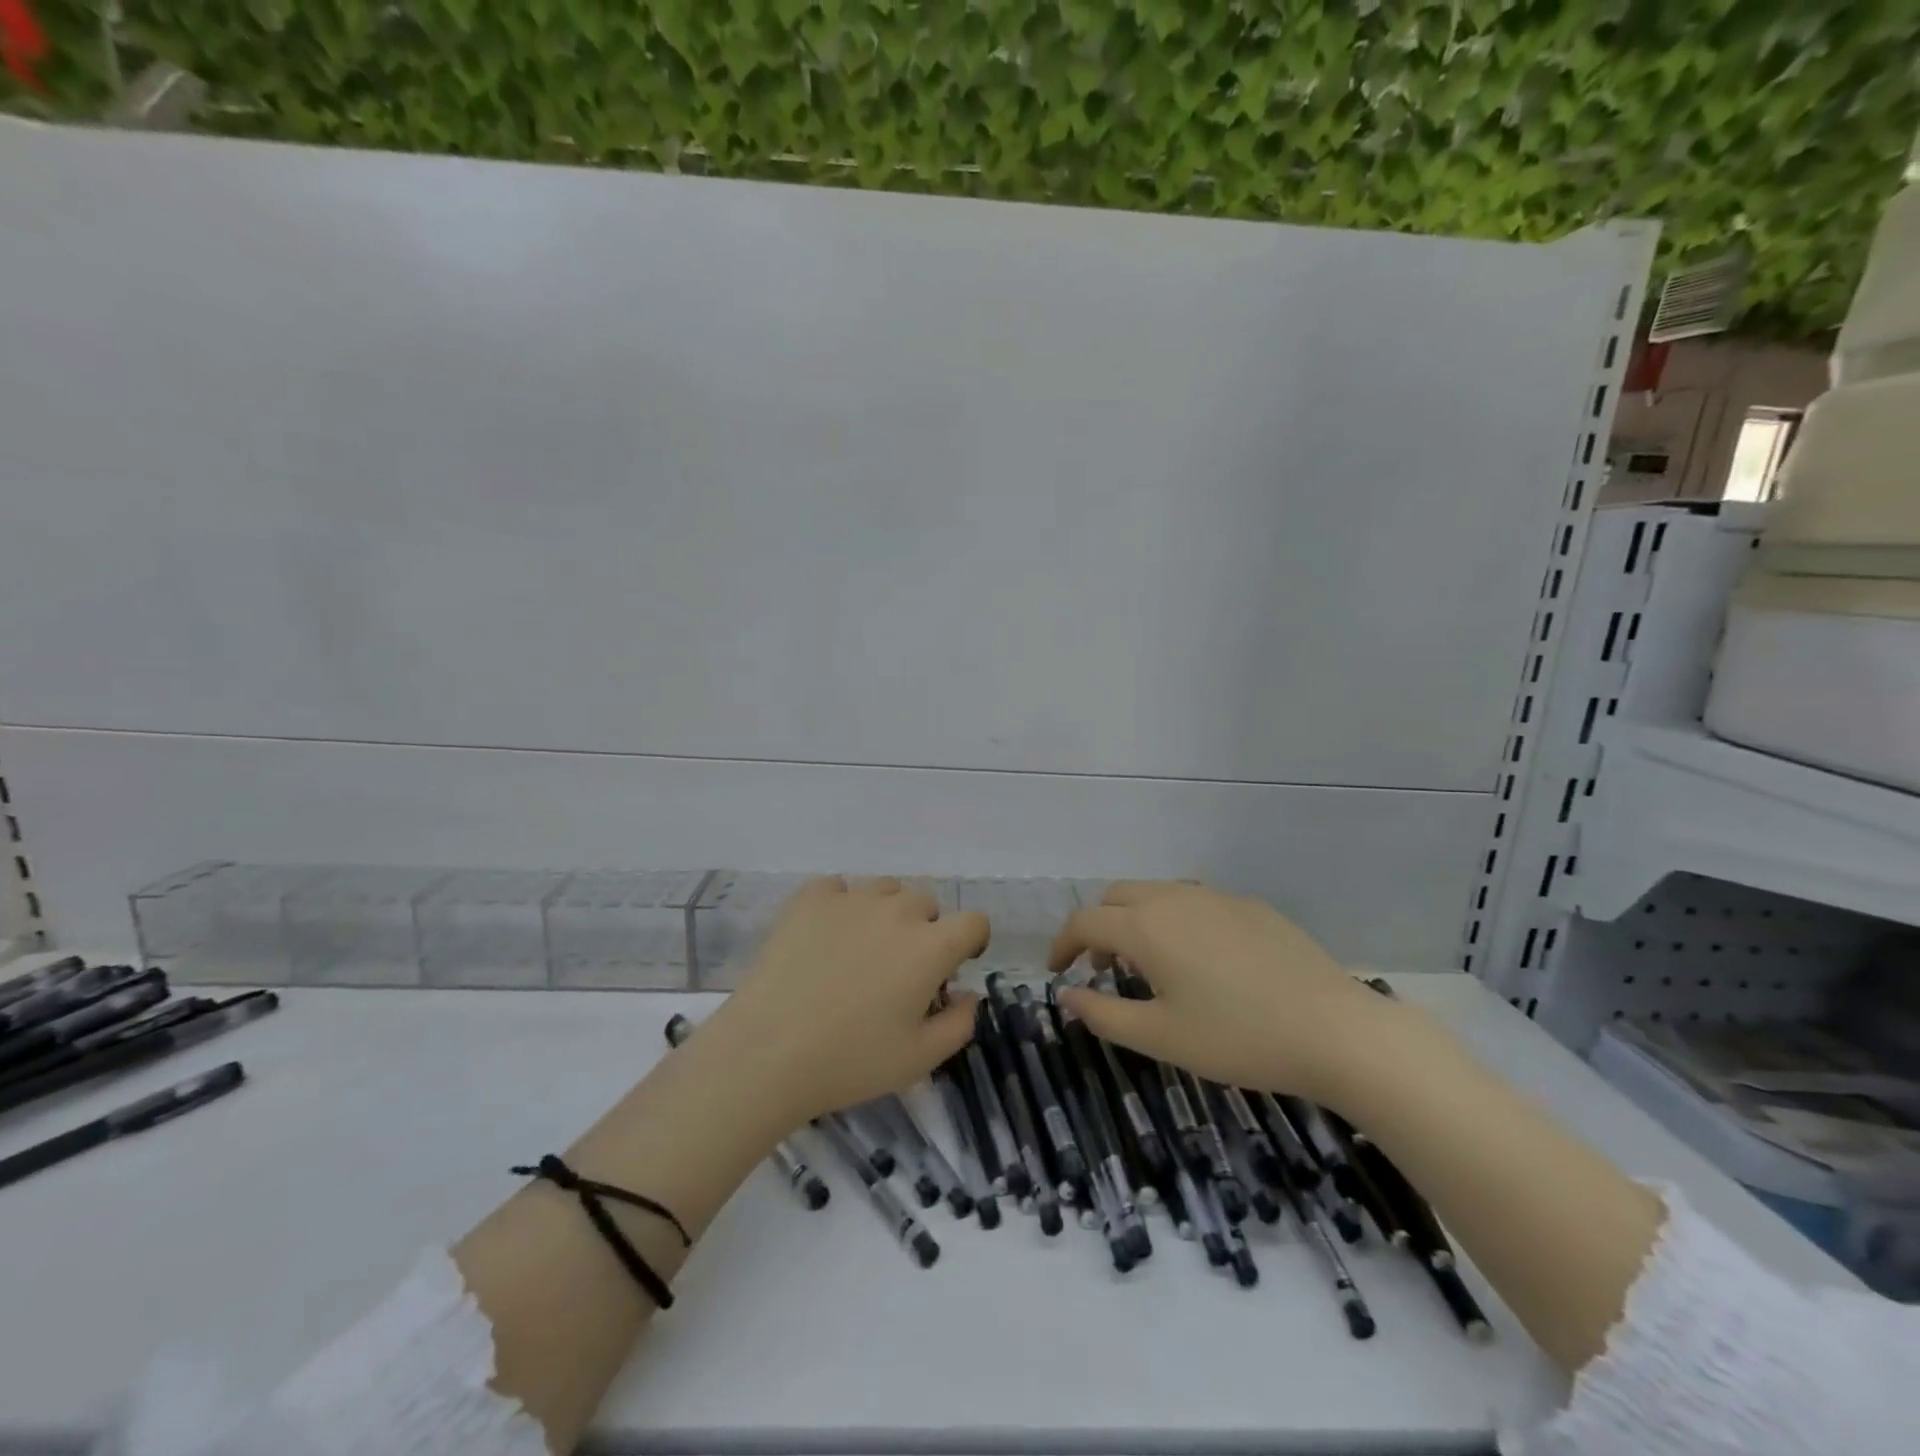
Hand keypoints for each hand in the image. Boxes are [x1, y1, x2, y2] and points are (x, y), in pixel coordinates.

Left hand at [703, 876, 988, 1127]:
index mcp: (930, 947)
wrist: (768, 1052)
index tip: (954, 966)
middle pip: (926, 902)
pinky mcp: (810, 899)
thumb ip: (959, 1023)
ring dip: (886, 913)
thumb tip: (968, 994)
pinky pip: (838, 888)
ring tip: (861, 950)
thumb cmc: (851, 1061)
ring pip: (885, 890)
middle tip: (900, 969)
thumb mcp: (920, 1059)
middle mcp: (896, 911)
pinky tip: (825, 936)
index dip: (971, 941)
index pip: (974, 921)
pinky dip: (840, 905)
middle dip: (925, 930)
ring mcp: (851, 899)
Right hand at [1047, 881, 1385, 1104]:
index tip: (1058, 973)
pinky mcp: (1251, 906)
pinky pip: (1196, 900)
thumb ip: (1103, 1014)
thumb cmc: (1237, 1037)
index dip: (1062, 945)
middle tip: (1103, 969)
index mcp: (1145, 926)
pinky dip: (1175, 919)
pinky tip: (1201, 960)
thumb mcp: (1160, 1037)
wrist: (1335, 1030)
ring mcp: (1217, 897)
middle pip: (1117, 896)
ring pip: (1157, 892)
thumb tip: (1067, 994)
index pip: (1084, 921)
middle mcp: (1175, 897)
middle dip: (1098, 926)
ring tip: (1149, 963)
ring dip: (1136, 919)